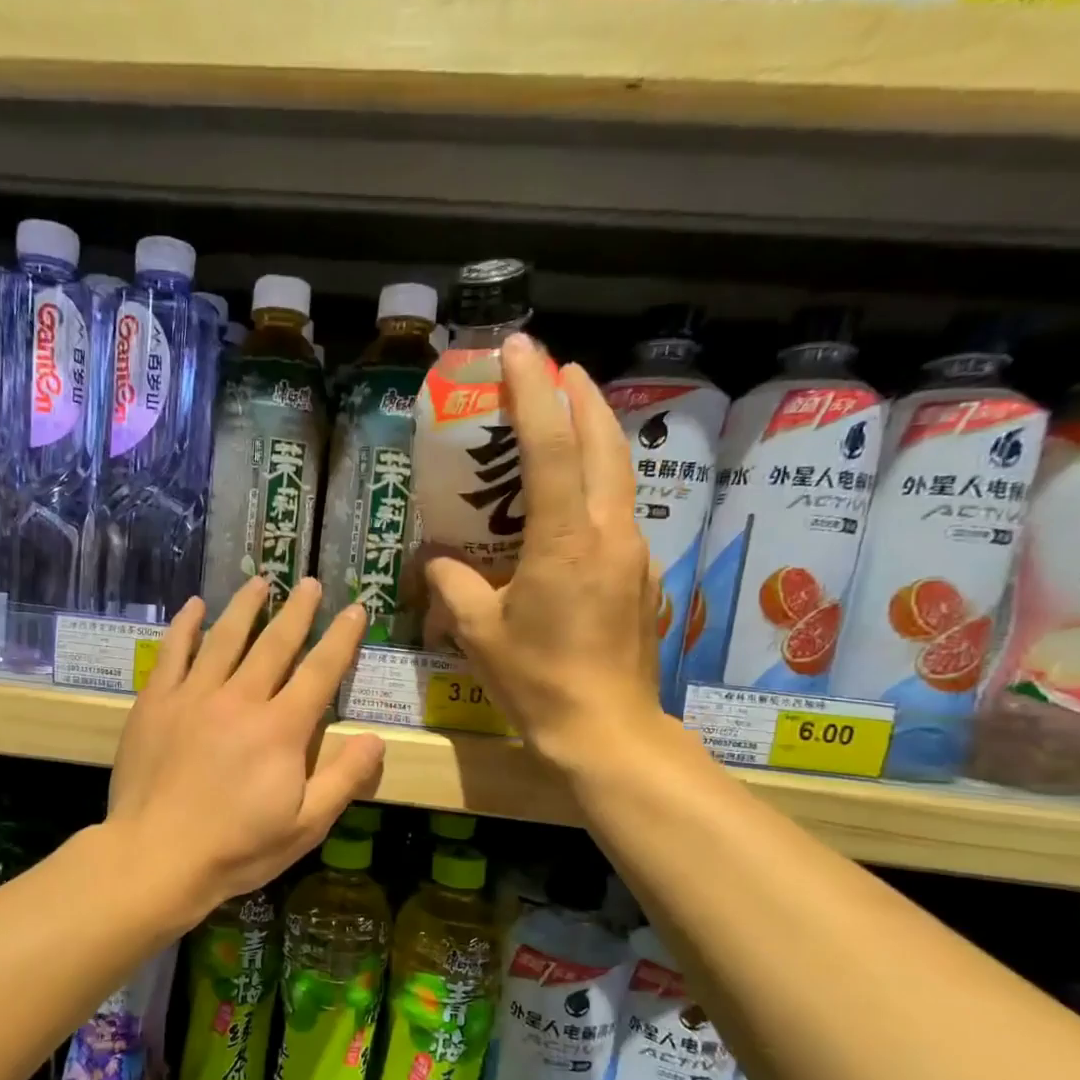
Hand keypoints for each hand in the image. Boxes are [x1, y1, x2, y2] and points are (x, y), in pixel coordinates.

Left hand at [108, 577, 386, 913]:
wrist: (156, 857)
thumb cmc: (236, 848)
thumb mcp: (306, 826)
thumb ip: (344, 779)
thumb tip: (377, 739)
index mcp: (281, 728)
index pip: (320, 672)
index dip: (341, 639)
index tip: (355, 609)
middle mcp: (241, 699)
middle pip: (274, 644)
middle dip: (298, 612)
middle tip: (310, 584)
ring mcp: (194, 696)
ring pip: (225, 638)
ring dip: (245, 607)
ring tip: (261, 581)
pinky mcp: (156, 703)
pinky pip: (173, 653)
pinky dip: (185, 626)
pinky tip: (194, 606)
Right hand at [423, 333, 665, 764]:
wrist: (607, 732)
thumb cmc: (536, 681)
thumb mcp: (477, 631)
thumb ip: (453, 582)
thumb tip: (437, 559)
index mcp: (565, 541)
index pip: (550, 446)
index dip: (533, 391)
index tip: (521, 347)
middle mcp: (609, 534)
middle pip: (604, 445)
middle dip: (581, 397)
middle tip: (556, 368)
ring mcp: (634, 556)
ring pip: (619, 478)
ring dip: (595, 439)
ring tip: (568, 420)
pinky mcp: (643, 580)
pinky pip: (617, 517)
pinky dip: (596, 491)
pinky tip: (573, 508)